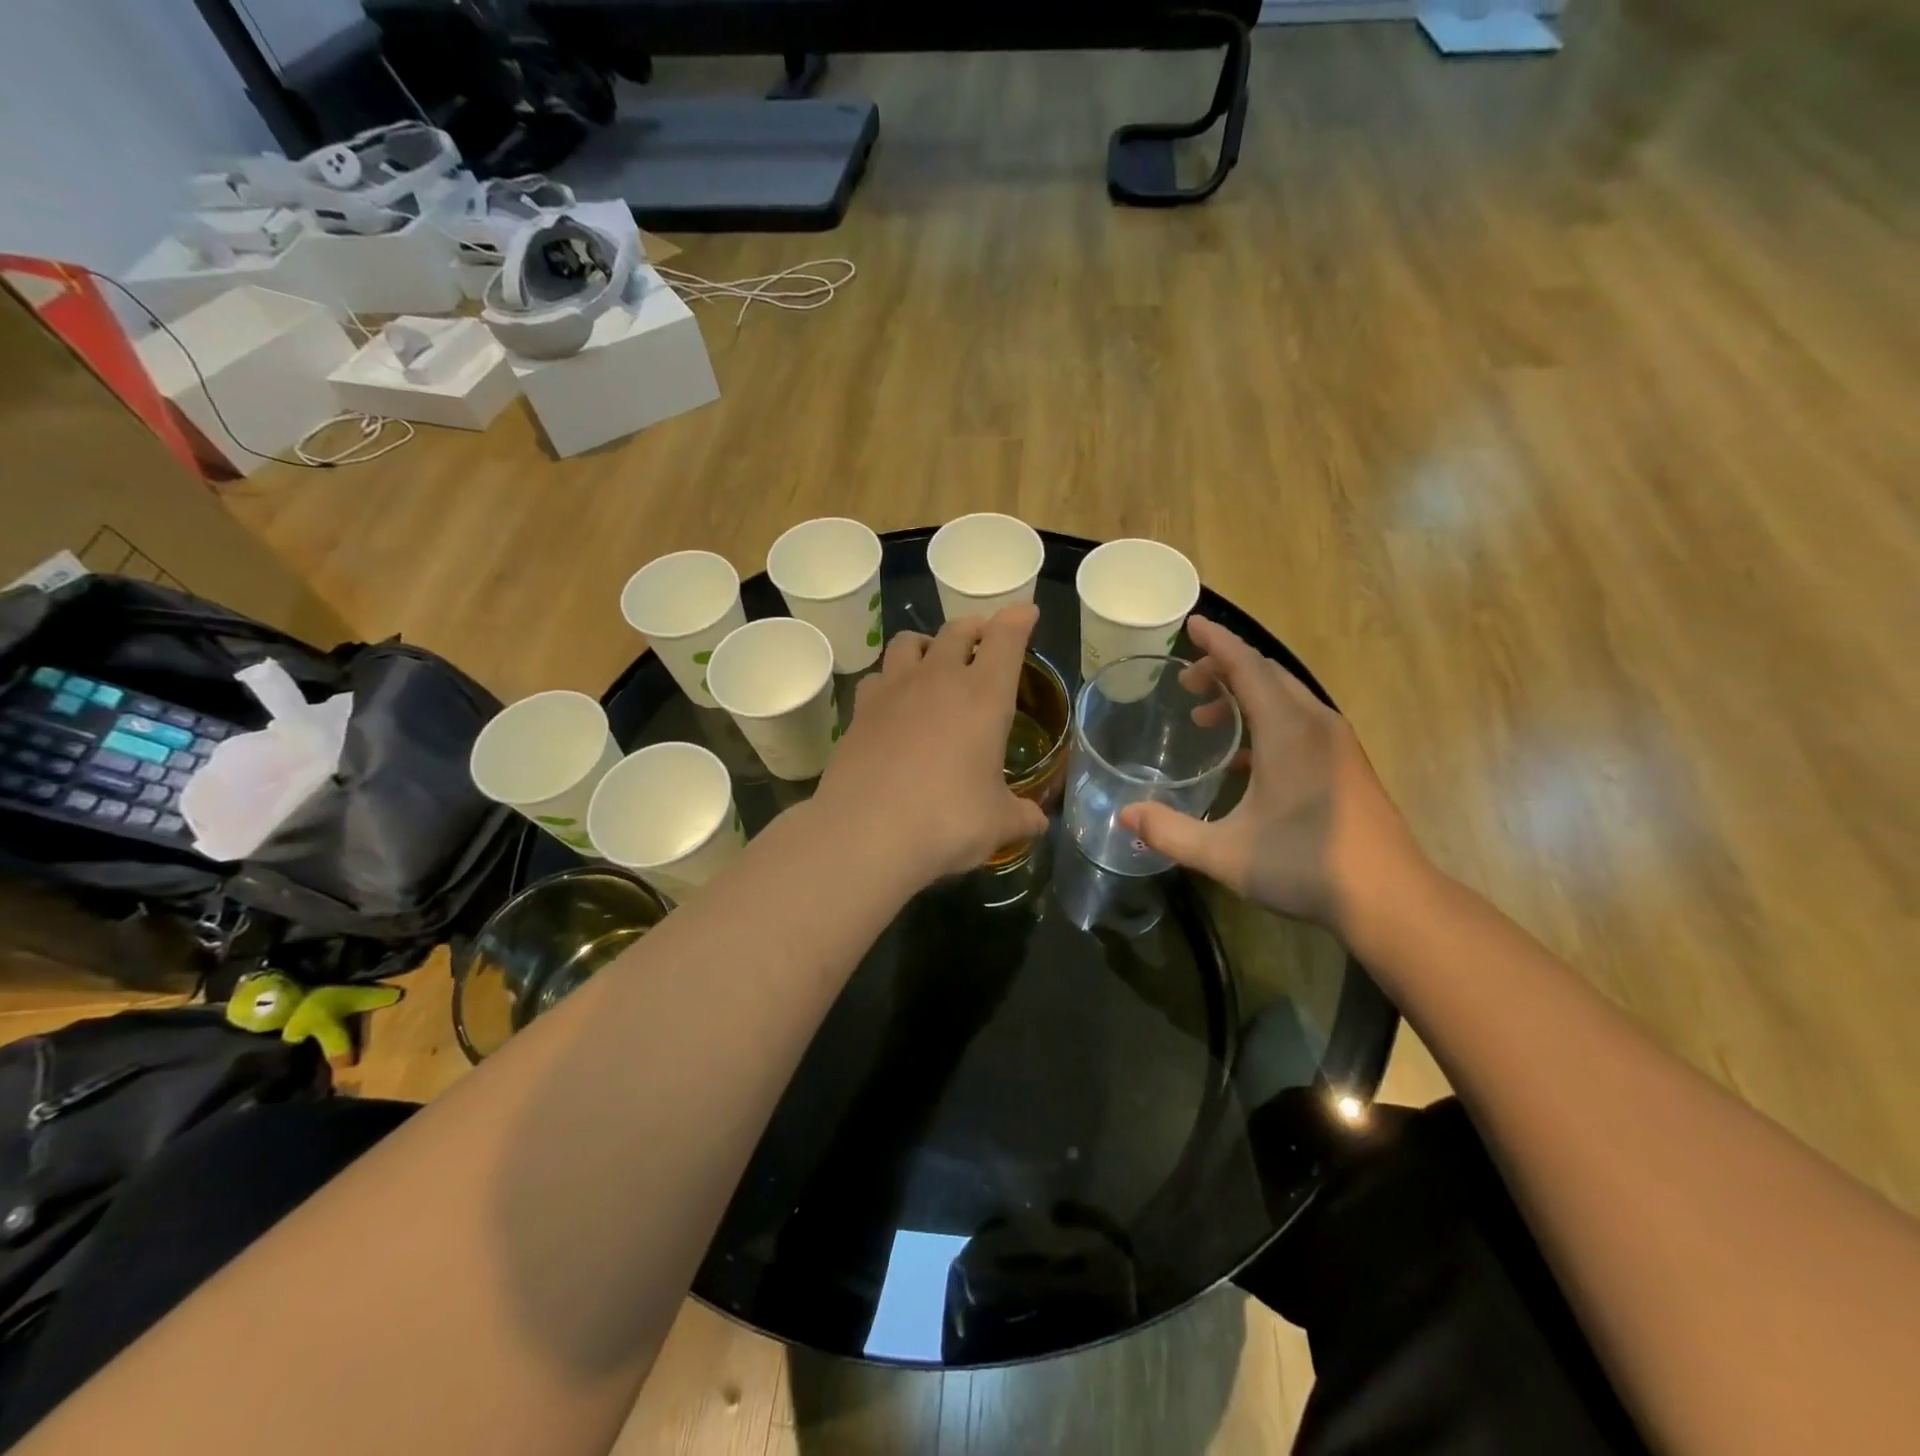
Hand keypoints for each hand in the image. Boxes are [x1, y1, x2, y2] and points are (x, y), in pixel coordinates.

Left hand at [813, 606, 1048, 885]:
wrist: (866, 834)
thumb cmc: (946, 822)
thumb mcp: (997, 824)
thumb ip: (1022, 817)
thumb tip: (1037, 824)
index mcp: (983, 695)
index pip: (1006, 638)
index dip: (1019, 619)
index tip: (1026, 613)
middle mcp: (938, 679)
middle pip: (957, 630)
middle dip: (975, 627)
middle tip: (984, 638)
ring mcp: (893, 691)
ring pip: (908, 642)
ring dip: (927, 644)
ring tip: (933, 661)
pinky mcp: (859, 711)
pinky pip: (877, 677)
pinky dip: (890, 680)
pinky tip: (894, 703)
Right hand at [1118, 616, 1424, 940]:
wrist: (1390, 899)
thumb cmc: (1306, 866)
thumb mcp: (1225, 853)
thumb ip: (1171, 832)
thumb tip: (1126, 816)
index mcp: (1288, 730)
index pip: (1247, 666)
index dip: (1216, 642)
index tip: (1189, 622)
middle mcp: (1315, 724)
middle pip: (1267, 674)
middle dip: (1224, 668)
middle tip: (1185, 684)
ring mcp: (1336, 743)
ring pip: (1285, 697)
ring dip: (1244, 696)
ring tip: (1206, 718)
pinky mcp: (1346, 763)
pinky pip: (1299, 721)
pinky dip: (1265, 720)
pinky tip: (1243, 759)